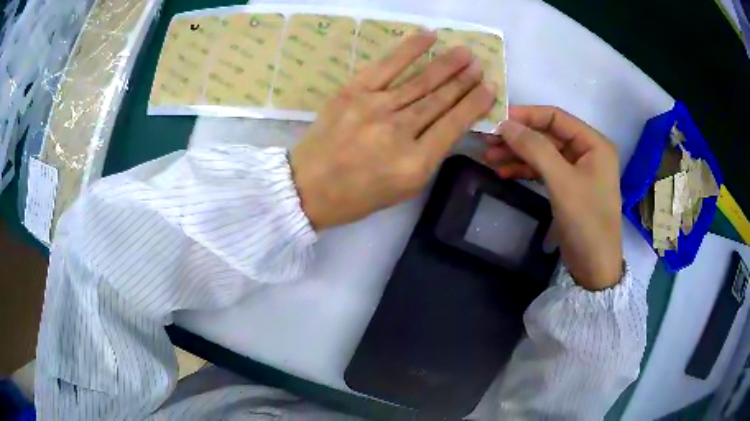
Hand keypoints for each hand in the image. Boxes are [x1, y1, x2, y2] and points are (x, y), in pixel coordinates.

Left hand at [292, 32, 496, 229]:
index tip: (489, 88)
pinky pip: (387, 65)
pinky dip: (409, 49)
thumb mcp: (403, 188)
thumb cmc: (358, 196)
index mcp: (415, 163)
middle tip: (479, 66)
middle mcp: (399, 131)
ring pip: (420, 81)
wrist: (308, 187)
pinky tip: (428, 37)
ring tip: (465, 53)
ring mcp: (374, 107)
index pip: (454, 125)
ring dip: (446, 64)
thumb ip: (429, 155)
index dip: (475, 104)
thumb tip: (449, 122)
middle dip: (464, 81)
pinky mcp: (353, 92)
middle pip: (440, 99)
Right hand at [483, 106, 622, 289]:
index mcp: (593, 143)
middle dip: (518, 138)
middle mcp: (586, 151)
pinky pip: (543, 170)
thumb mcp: (561, 181)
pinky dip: (524, 170)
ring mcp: (577, 170)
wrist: (594, 267)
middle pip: (547, 135)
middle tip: (487, 141)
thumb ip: (535, 148)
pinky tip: (503, 172)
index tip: (497, 119)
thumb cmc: (586, 221)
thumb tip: (505, 124)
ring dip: (517, 154)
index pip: (556, 117)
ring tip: (488, 157)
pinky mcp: (568, 187)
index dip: (526, 115)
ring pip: (542, 153)